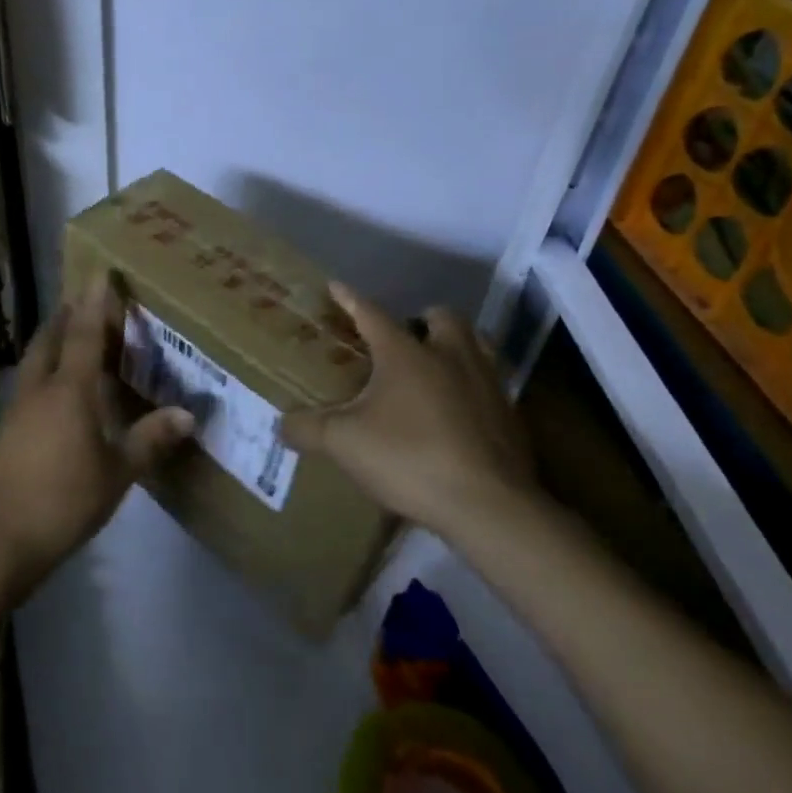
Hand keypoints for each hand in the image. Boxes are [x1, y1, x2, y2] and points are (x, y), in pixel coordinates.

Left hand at [0, 277, 194, 597]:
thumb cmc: (62, 500)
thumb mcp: (116, 474)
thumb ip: (149, 440)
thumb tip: (188, 414)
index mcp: (69, 390)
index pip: (83, 333)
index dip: (94, 302)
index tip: (99, 272)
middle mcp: (39, 389)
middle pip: (50, 338)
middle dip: (66, 315)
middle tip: (83, 301)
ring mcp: (17, 409)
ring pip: (35, 360)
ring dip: (52, 340)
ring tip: (70, 336)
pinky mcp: (6, 432)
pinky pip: (30, 384)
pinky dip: (45, 371)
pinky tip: (56, 390)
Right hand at [280, 283, 539, 542]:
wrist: (489, 507)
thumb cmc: (410, 458)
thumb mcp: (345, 444)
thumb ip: (309, 429)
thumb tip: (280, 424)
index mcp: (405, 353)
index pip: (371, 313)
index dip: (350, 299)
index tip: (336, 286)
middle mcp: (449, 355)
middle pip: (441, 317)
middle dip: (422, 319)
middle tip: (404, 339)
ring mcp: (486, 383)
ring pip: (476, 344)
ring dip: (456, 345)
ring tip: (436, 365)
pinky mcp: (511, 416)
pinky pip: (491, 384)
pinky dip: (473, 387)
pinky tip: (458, 412)